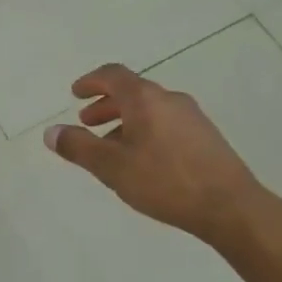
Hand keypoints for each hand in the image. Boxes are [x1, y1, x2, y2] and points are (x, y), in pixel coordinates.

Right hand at [45, 63, 265, 243]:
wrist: (231, 207)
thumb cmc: (165, 181)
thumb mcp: (112, 167)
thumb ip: (79, 147)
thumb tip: (51, 132)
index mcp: (145, 99)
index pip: (113, 75)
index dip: (91, 81)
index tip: (75, 93)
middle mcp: (169, 99)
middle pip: (132, 91)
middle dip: (106, 104)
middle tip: (87, 121)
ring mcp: (192, 117)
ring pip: (150, 109)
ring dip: (125, 120)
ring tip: (111, 147)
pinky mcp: (206, 137)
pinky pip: (166, 123)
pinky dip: (145, 130)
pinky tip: (143, 160)